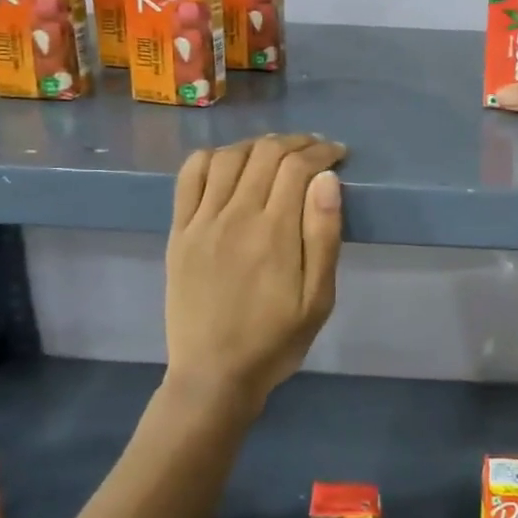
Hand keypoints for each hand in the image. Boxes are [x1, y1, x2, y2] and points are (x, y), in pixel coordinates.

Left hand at [164, 134, 345, 415]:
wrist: (213, 375)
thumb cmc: (276, 340)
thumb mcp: (318, 298)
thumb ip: (323, 235)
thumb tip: (327, 179)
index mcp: (274, 232)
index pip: (298, 167)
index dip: (322, 151)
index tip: (338, 153)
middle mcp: (235, 216)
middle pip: (266, 153)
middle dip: (297, 142)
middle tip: (315, 149)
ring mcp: (202, 221)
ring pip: (229, 156)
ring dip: (258, 144)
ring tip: (277, 153)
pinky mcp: (179, 231)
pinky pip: (190, 176)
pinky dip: (212, 157)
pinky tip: (230, 162)